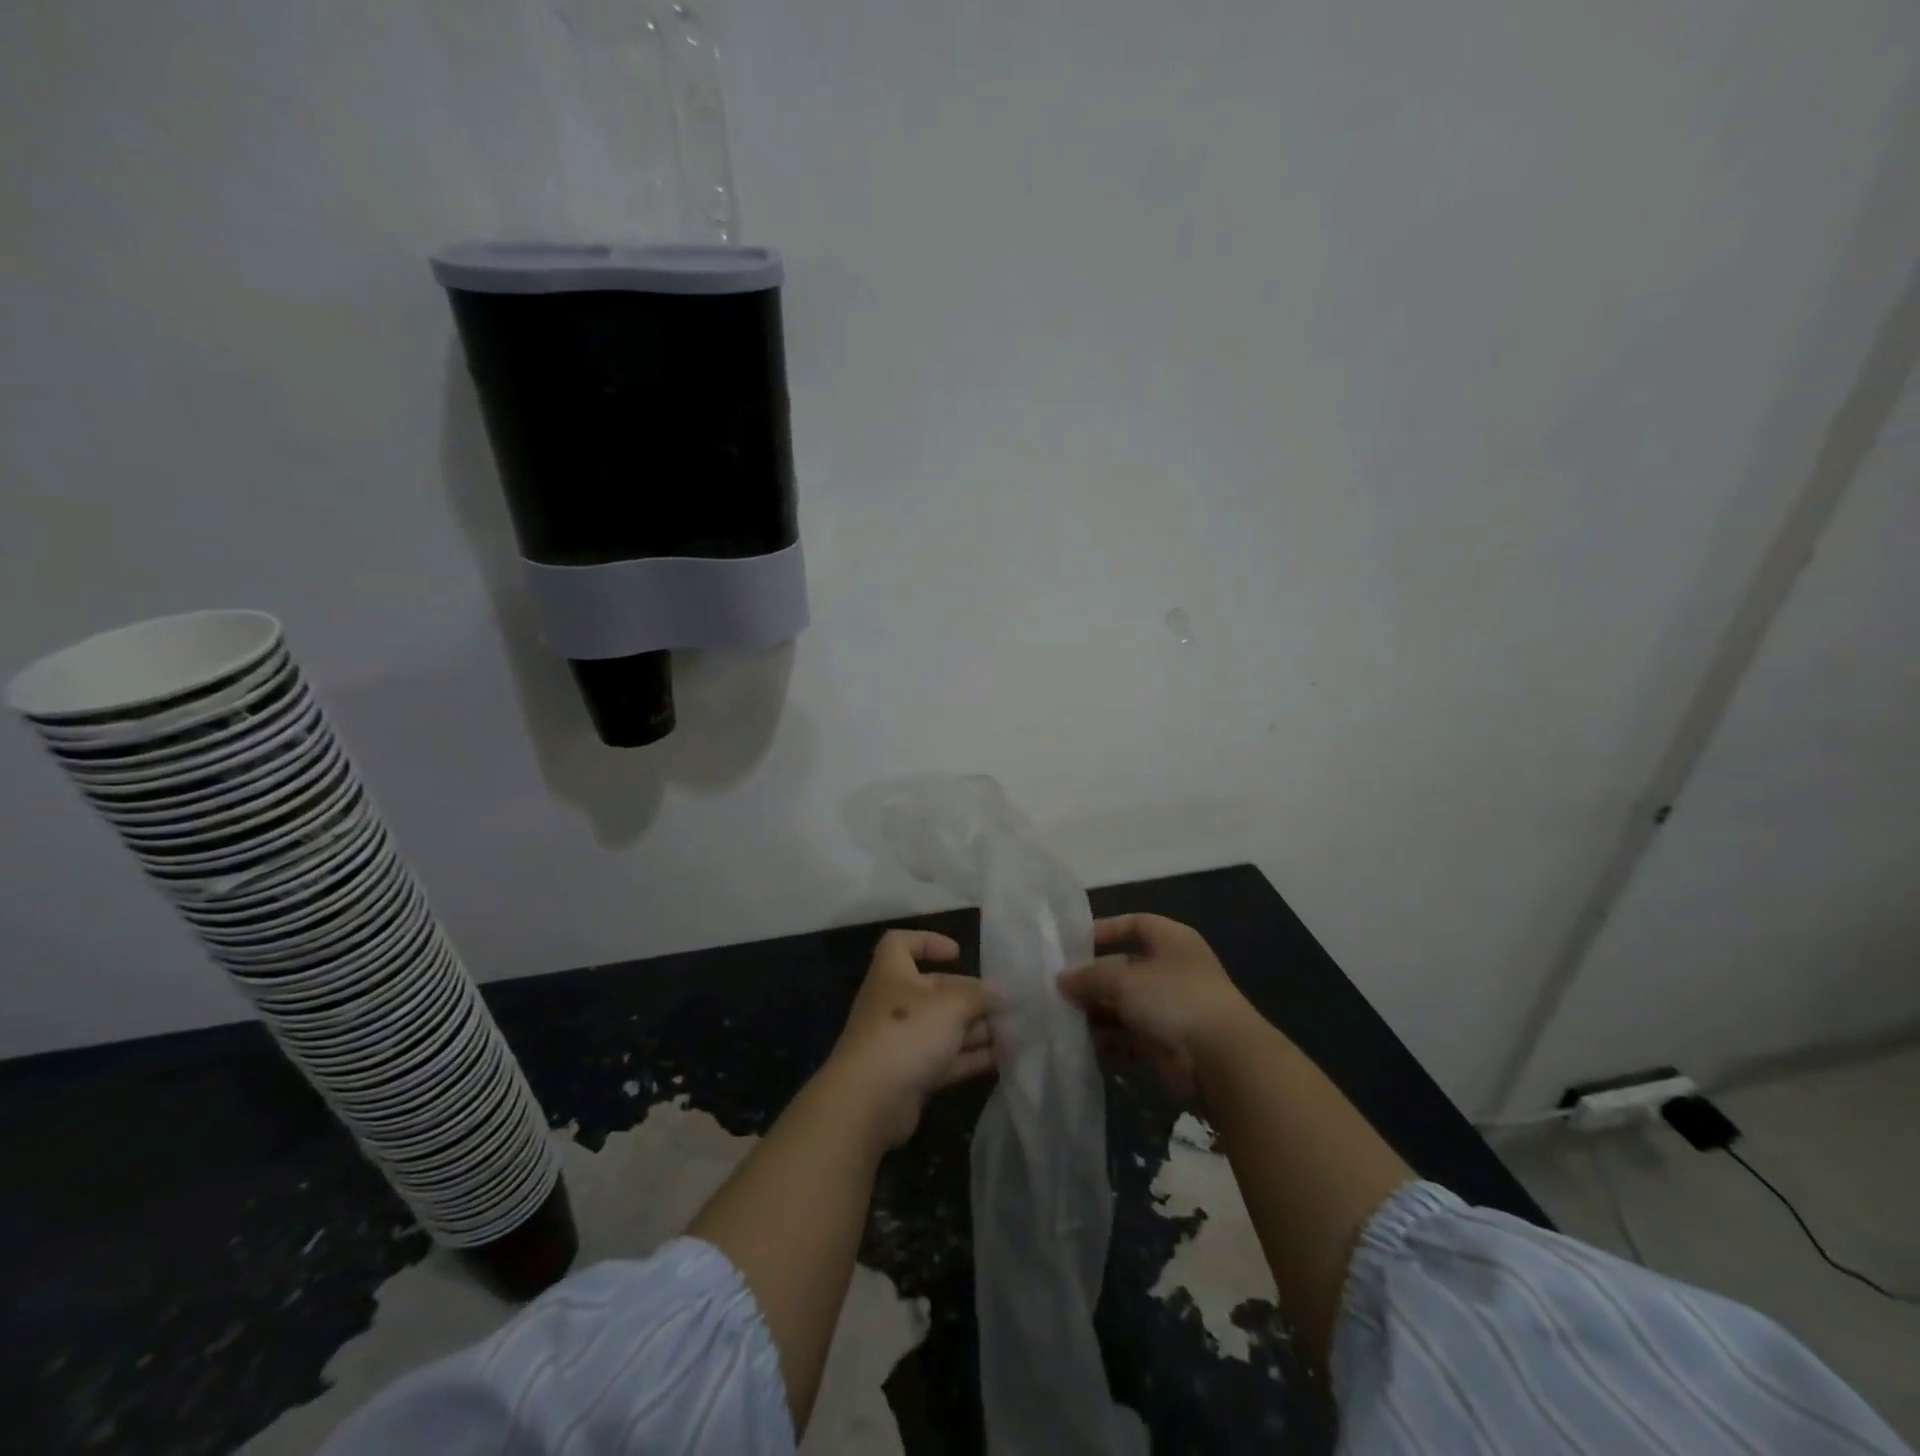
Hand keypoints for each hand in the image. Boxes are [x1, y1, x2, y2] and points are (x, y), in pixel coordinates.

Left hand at [820, 929, 997, 1149]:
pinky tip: (1003, 1059)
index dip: (927, 942)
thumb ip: (979, 996)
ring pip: (944, 1028)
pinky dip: (972, 1057)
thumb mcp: (950, 1005)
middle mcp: (895, 1004)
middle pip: (935, 991)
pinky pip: (946, 1059)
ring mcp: (902, 1042)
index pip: (900, 944)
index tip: (958, 954)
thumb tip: (1002, 991)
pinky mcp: (911, 1076)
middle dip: (971, 996)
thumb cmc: (906, 1033)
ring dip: (978, 1029)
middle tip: (1007, 1005)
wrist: (869, 1101)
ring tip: (1015, 1034)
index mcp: (893, 974)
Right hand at [1057, 914, 1256, 1104]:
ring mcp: (1170, 1009)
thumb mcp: (1124, 979)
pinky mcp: (1166, 1044)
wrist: (1221, 1060)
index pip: (1135, 924)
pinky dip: (1107, 1041)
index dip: (1105, 930)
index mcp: (1172, 941)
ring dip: (1095, 1013)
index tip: (1073, 944)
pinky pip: (1128, 1037)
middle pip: (1124, 968)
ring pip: (1124, 1005)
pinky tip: (1080, 1045)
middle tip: (1057, 988)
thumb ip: (1089, 977)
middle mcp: (1172, 970)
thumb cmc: (1174, 999)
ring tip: (1060, 1019)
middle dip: (1092, 979)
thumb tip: (1061, 979)